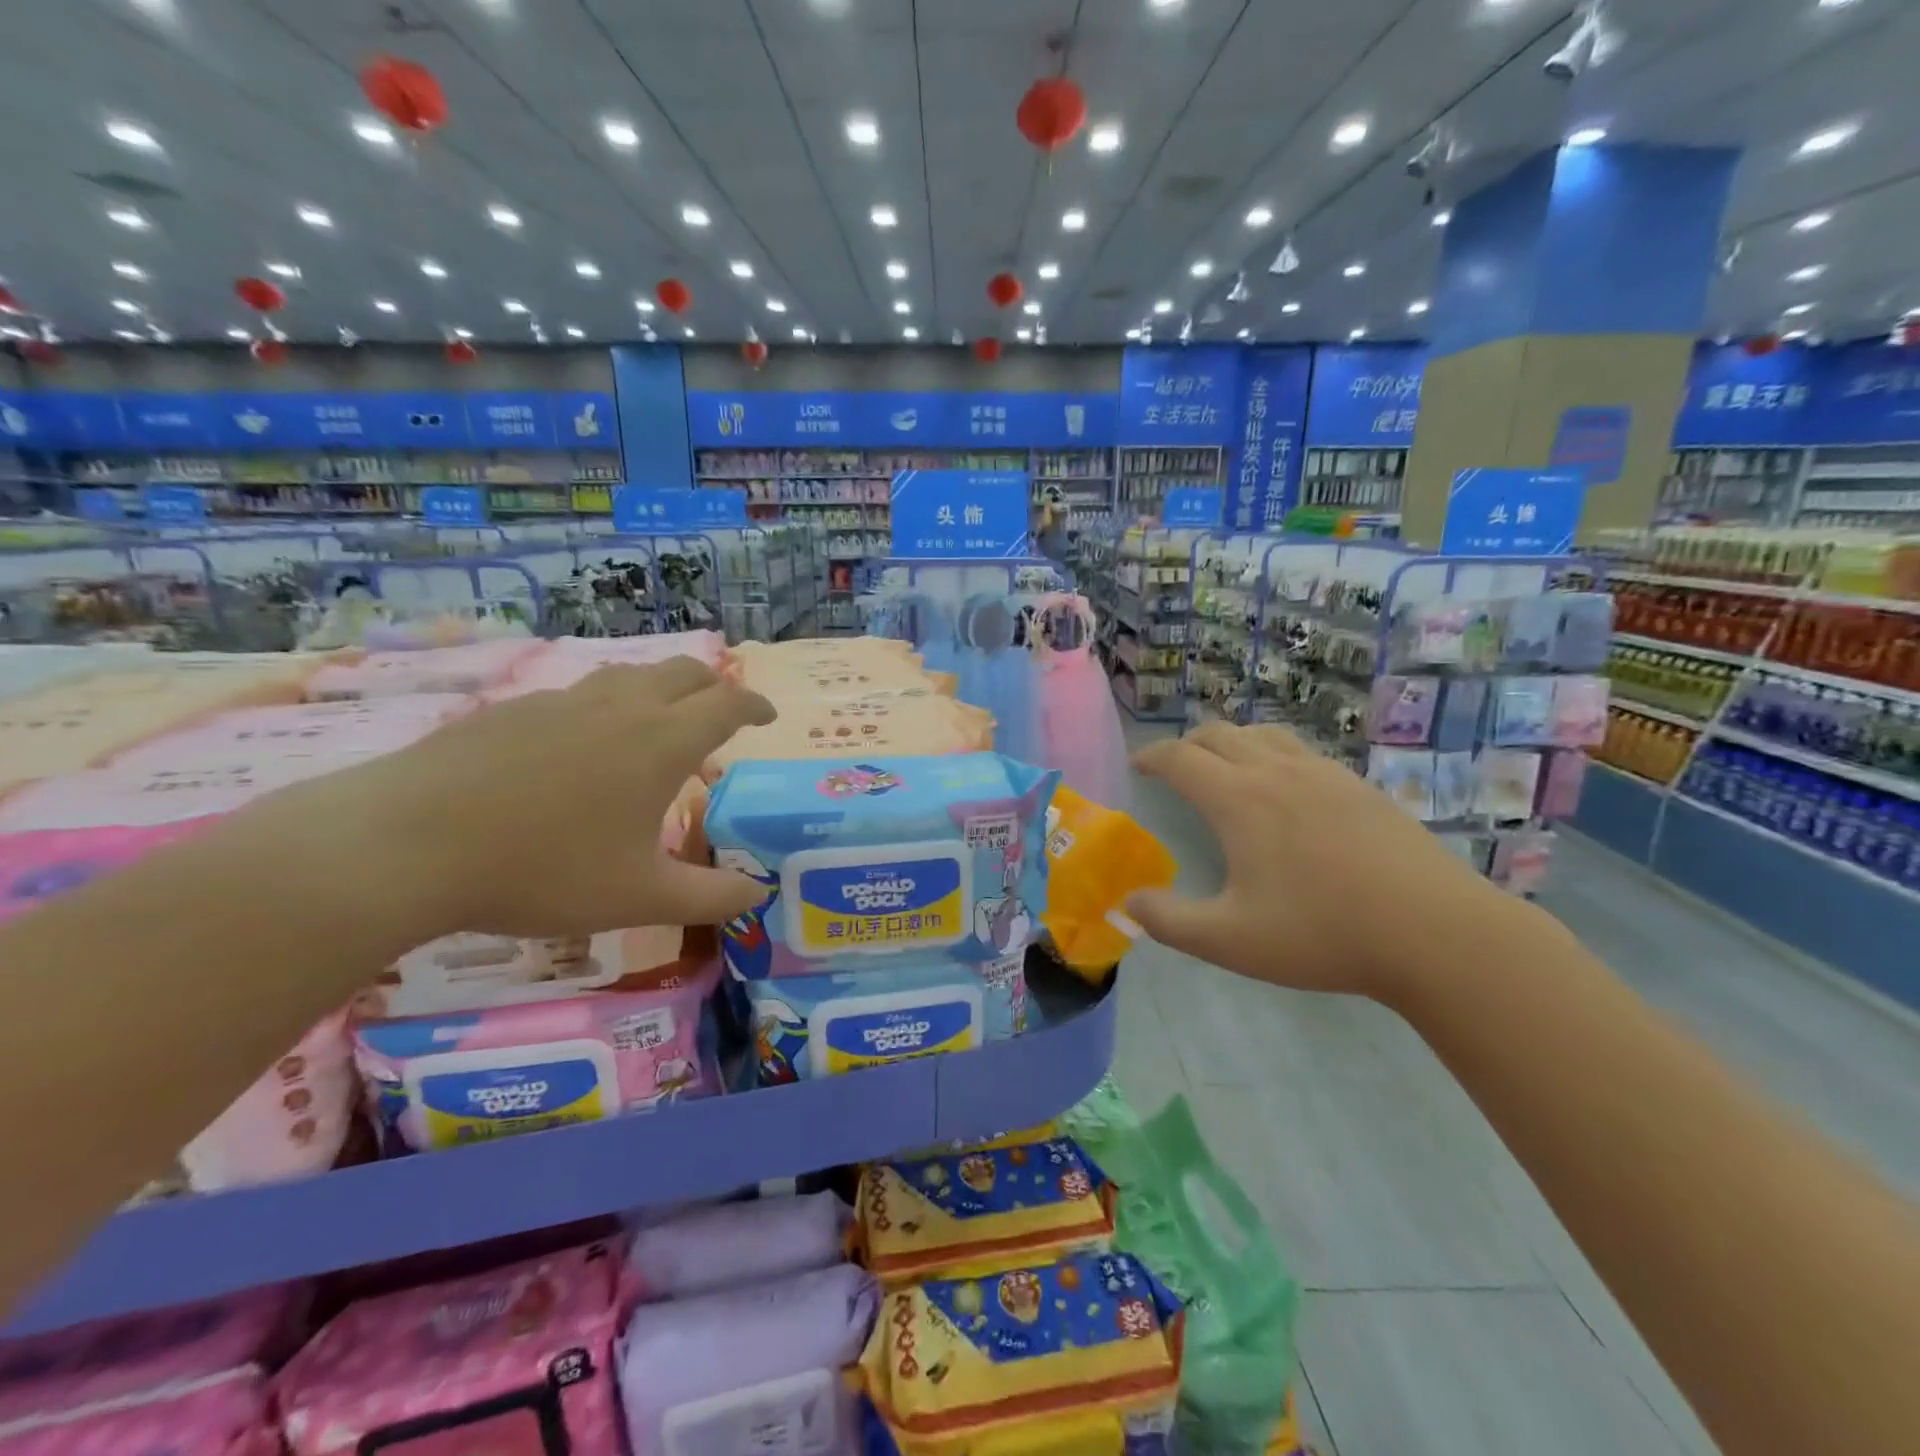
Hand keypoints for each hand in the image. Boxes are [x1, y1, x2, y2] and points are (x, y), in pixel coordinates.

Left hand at [287, 658, 775, 938]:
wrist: (408, 844)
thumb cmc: (544, 870)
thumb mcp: (640, 897)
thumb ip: (710, 897)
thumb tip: (758, 893)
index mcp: (662, 742)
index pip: (728, 704)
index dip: (755, 706)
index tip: (767, 717)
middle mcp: (621, 707)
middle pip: (684, 672)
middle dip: (715, 686)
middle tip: (723, 712)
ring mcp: (562, 701)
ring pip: (630, 675)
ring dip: (661, 688)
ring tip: (659, 723)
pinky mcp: (513, 709)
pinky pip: (579, 693)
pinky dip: (607, 705)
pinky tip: (583, 746)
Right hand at [1125, 723, 1527, 1002]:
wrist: (1436, 933)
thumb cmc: (1321, 933)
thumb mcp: (1229, 940)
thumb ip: (1169, 921)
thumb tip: (1128, 903)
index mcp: (1239, 799)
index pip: (1180, 757)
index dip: (1152, 756)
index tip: (1138, 766)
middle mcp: (1277, 772)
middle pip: (1219, 734)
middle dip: (1187, 745)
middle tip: (1175, 769)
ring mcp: (1325, 774)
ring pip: (1264, 734)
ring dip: (1232, 742)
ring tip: (1226, 769)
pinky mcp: (1360, 787)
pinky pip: (1302, 751)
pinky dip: (1273, 755)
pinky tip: (1287, 791)